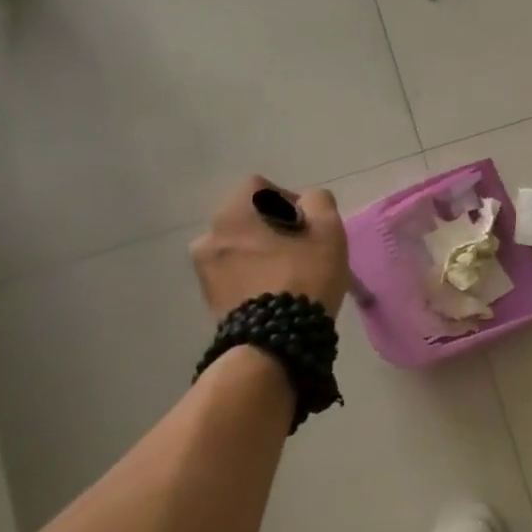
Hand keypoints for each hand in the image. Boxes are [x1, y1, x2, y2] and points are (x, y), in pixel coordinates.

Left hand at [191, 175, 350, 319]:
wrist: (274, 344)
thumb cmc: (302, 278)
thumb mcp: (327, 232)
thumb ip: (319, 202)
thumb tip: (308, 202)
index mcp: (232, 215)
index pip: (259, 187)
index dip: (288, 199)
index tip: (308, 224)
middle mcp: (208, 237)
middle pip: (248, 219)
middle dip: (274, 228)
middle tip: (303, 249)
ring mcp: (204, 272)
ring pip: (240, 248)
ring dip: (262, 253)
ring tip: (290, 274)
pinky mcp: (209, 300)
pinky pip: (235, 274)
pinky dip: (253, 276)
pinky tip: (277, 293)